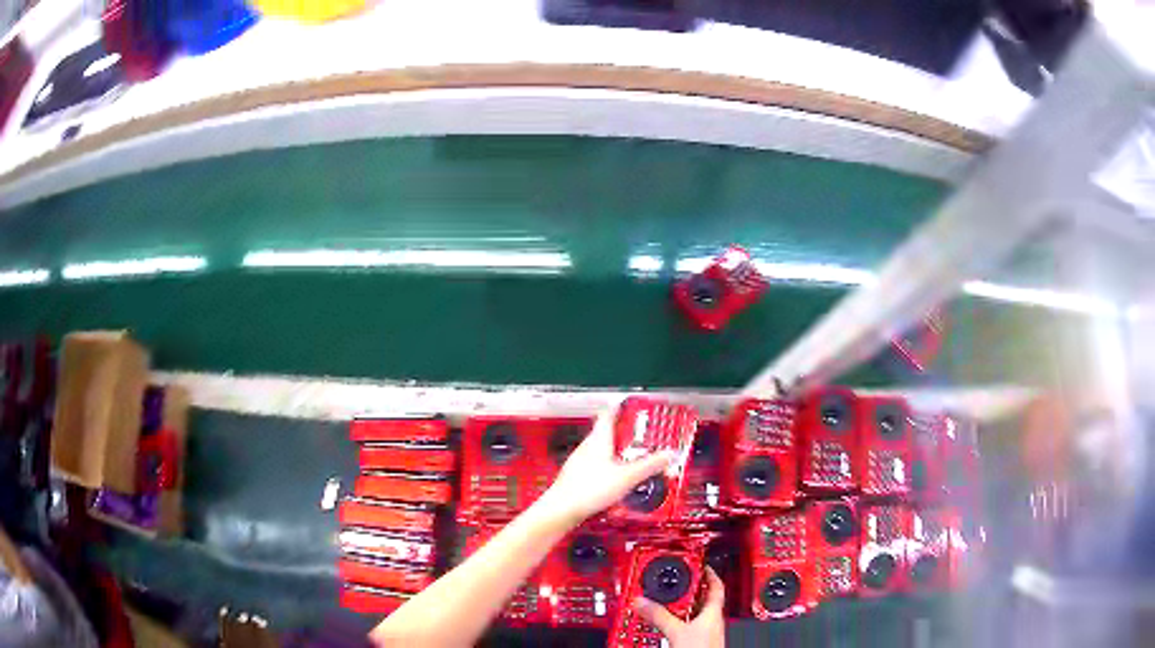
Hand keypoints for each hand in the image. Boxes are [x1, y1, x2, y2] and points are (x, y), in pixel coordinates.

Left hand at [539, 404, 674, 524]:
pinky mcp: (577, 476)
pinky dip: (609, 465)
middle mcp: (587, 446)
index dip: (621, 407)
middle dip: (624, 432)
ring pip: (601, 448)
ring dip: (617, 450)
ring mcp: (580, 461)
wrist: (562, 509)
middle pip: (606, 431)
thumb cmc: (590, 489)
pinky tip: (616, 478)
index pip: (609, 413)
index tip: (632, 404)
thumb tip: (668, 454)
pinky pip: (596, 464)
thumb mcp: (628, 477)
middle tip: (641, 434)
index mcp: (599, 439)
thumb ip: (649, 465)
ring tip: (633, 456)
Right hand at [634, 566, 725, 647]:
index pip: (715, 585)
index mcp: (713, 612)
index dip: (708, 573)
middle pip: (699, 599)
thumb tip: (642, 601)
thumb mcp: (676, 631)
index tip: (697, 563)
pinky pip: (683, 627)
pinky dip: (673, 623)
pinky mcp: (694, 642)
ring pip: (690, 614)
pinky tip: (661, 625)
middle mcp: (711, 621)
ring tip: (660, 603)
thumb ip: (659, 615)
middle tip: (669, 583)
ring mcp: (703, 632)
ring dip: (675, 608)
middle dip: (684, 591)